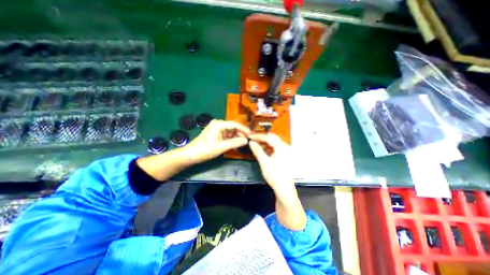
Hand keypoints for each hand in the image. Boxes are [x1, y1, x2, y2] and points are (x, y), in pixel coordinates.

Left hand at [185, 119, 252, 163]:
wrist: (191, 155)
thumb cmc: (206, 150)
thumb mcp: (222, 147)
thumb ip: (235, 143)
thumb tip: (246, 140)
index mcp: (219, 124)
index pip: (235, 124)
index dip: (244, 130)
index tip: (251, 135)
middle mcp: (218, 124)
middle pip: (233, 127)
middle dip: (241, 134)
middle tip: (248, 140)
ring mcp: (216, 129)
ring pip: (230, 132)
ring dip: (237, 137)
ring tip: (244, 143)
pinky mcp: (216, 134)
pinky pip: (226, 135)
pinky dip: (231, 139)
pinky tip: (236, 143)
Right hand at [250, 133, 304, 228]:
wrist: (284, 189)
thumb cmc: (274, 175)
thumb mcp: (264, 162)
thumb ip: (257, 150)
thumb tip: (250, 142)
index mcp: (281, 147)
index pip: (269, 137)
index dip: (258, 136)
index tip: (250, 136)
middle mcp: (284, 147)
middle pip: (272, 138)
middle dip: (262, 138)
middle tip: (252, 140)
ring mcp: (285, 152)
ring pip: (273, 143)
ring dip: (264, 143)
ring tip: (255, 145)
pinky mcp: (283, 156)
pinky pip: (275, 148)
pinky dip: (268, 148)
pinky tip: (262, 150)